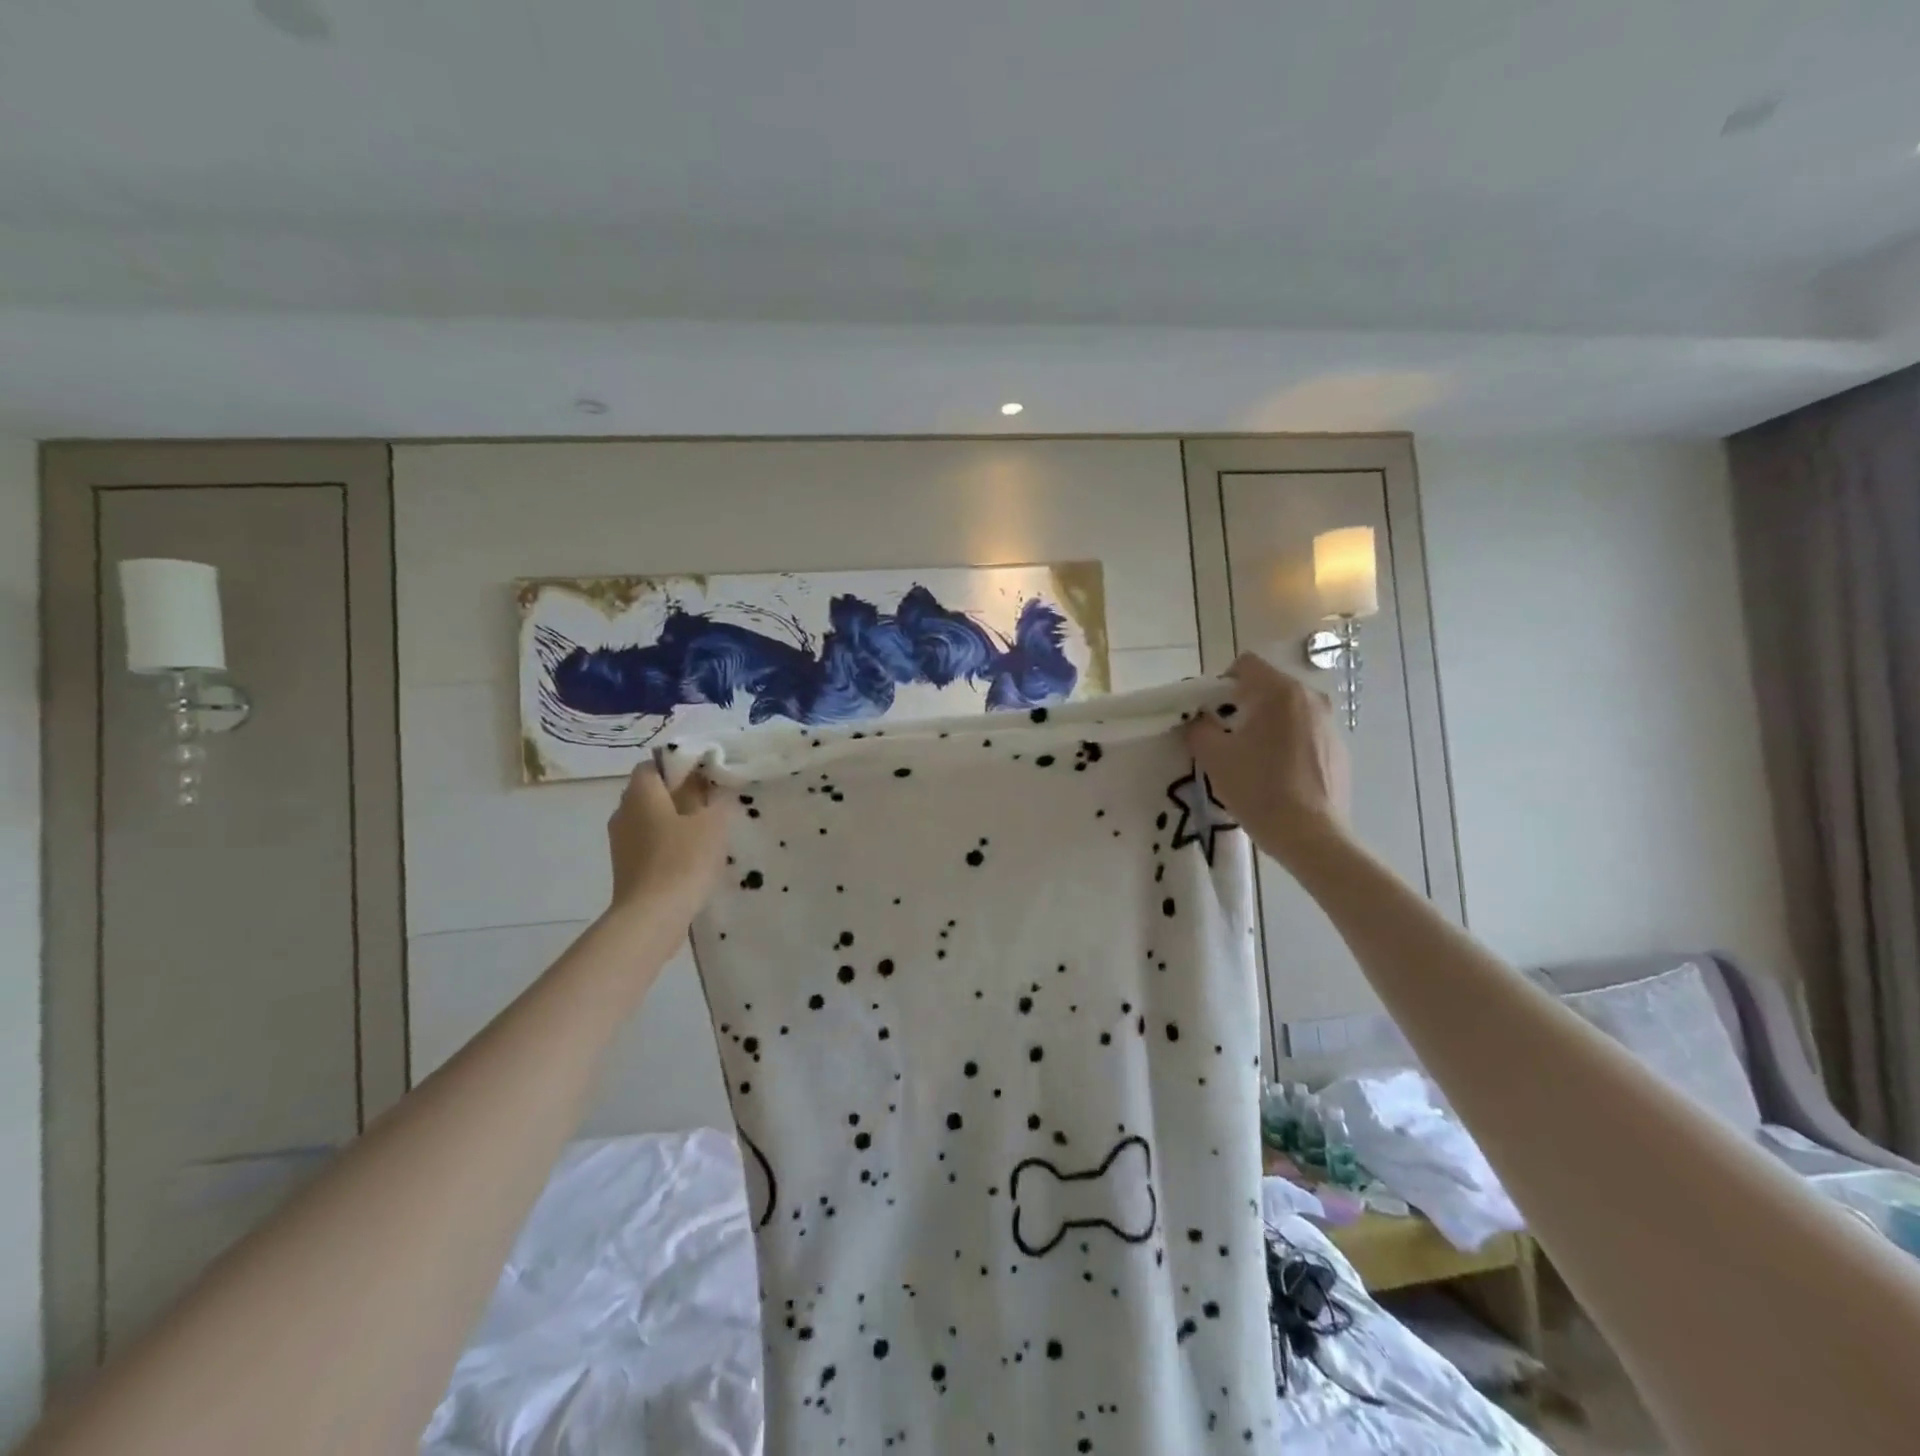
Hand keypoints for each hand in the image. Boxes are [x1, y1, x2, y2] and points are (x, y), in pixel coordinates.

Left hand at [605, 761, 730, 922]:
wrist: (652, 916)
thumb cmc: (684, 860)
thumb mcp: (713, 823)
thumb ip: (714, 799)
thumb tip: (709, 788)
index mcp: (640, 793)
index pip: (653, 765)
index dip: (679, 766)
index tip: (706, 776)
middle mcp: (623, 811)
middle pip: (650, 792)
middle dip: (678, 794)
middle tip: (710, 803)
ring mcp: (620, 841)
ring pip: (649, 819)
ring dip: (673, 821)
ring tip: (705, 832)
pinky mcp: (625, 867)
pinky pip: (647, 843)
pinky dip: (666, 844)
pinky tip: (691, 857)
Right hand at [1183, 653, 1351, 871]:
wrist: (1311, 836)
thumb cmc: (1258, 789)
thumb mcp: (1214, 757)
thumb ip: (1199, 728)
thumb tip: (1198, 720)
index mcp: (1280, 692)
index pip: (1245, 665)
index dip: (1221, 684)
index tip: (1210, 714)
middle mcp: (1311, 699)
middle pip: (1268, 688)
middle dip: (1242, 706)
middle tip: (1225, 738)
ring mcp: (1330, 725)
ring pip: (1287, 713)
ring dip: (1266, 726)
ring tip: (1251, 760)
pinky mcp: (1339, 751)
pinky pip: (1305, 735)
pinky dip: (1287, 745)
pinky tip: (1277, 777)